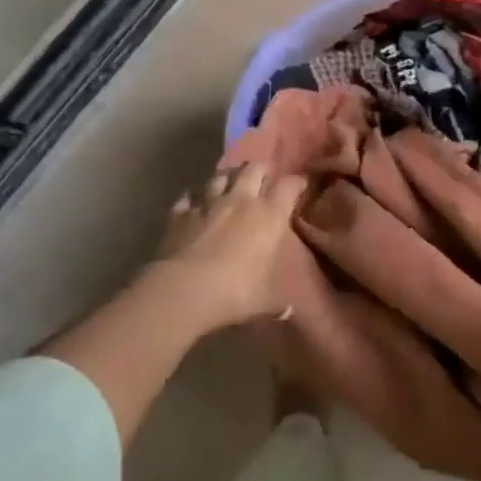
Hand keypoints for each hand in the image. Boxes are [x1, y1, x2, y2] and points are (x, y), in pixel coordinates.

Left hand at [153, 162, 309, 328]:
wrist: (183, 290)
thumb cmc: (235, 291)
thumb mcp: (266, 300)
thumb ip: (279, 302)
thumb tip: (288, 312)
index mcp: (269, 214)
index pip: (289, 186)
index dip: (297, 183)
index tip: (300, 185)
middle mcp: (241, 200)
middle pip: (254, 168)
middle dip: (262, 169)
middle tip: (264, 177)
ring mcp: (207, 204)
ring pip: (220, 176)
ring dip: (227, 178)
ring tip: (229, 184)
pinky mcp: (179, 214)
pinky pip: (187, 198)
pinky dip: (192, 199)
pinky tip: (193, 205)